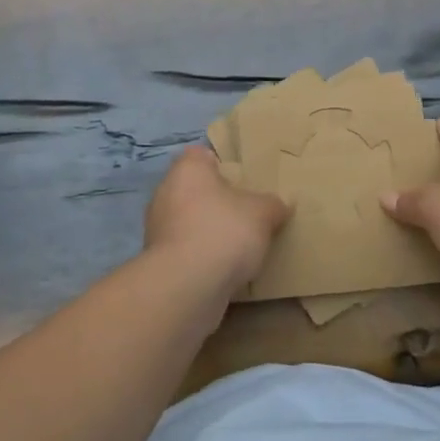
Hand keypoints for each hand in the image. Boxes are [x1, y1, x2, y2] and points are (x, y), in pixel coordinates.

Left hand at [144, 147, 289, 291]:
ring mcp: (158, 228)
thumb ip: (273, 204)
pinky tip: (223, 268)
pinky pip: (186, 249)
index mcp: (187, 170)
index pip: (201, 155)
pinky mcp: (158, 261)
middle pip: (195, 189)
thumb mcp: (263, 213)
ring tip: (239, 244)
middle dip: (217, 200)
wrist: (187, 285)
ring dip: (209, 230)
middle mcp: (166, 192)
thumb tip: (281, 204)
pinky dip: (201, 255)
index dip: (222, 164)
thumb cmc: (224, 231)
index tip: (243, 180)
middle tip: (246, 212)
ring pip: (189, 221)